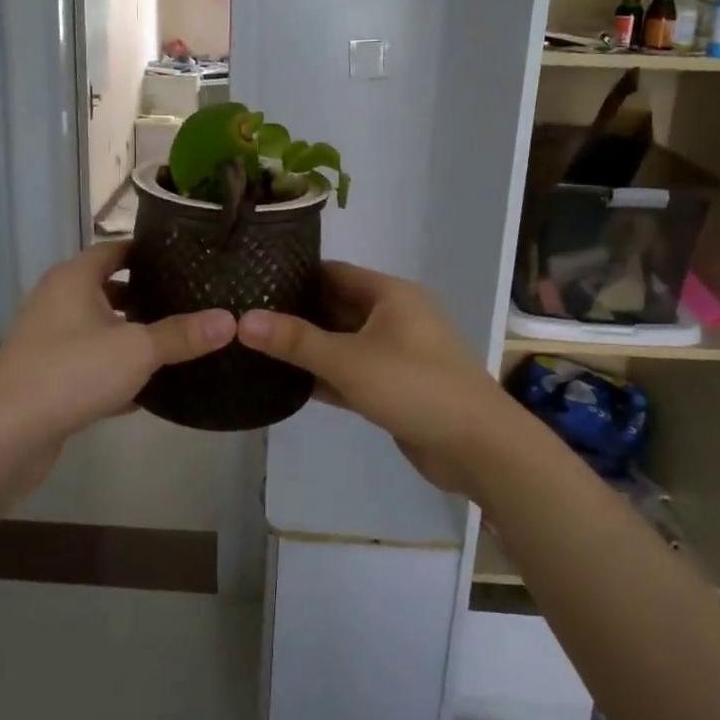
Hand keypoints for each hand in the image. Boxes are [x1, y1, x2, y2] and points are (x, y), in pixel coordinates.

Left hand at [0, 242, 235, 485]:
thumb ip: (182, 334)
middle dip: (147, 297)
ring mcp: (49, 340)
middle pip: (109, 289)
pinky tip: (149, 390)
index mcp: (75, 278)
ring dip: (132, 336)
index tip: (187, 260)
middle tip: (192, 302)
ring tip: (178, 343)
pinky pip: (91, 365)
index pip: (117, 249)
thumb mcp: (137, 349)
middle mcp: (58, 301)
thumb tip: (230, 320)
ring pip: (101, 330)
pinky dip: (116, 372)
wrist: (4, 434)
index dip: (150, 253)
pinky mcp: (48, 377)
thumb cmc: (71, 372)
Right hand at [234, 262, 509, 497]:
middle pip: (335, 307)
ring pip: (342, 342)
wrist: (477, 446)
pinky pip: (351, 372)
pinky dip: (324, 376)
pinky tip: (285, 383)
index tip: (252, 283)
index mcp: (389, 294)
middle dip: (295, 314)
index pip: (332, 273)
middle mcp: (393, 316)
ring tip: (255, 348)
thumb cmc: (414, 386)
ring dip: (307, 348)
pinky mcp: (394, 387)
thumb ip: (295, 341)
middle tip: (244, 319)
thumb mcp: (348, 360)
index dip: (293, 276)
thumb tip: (242, 321)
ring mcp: (395, 353)